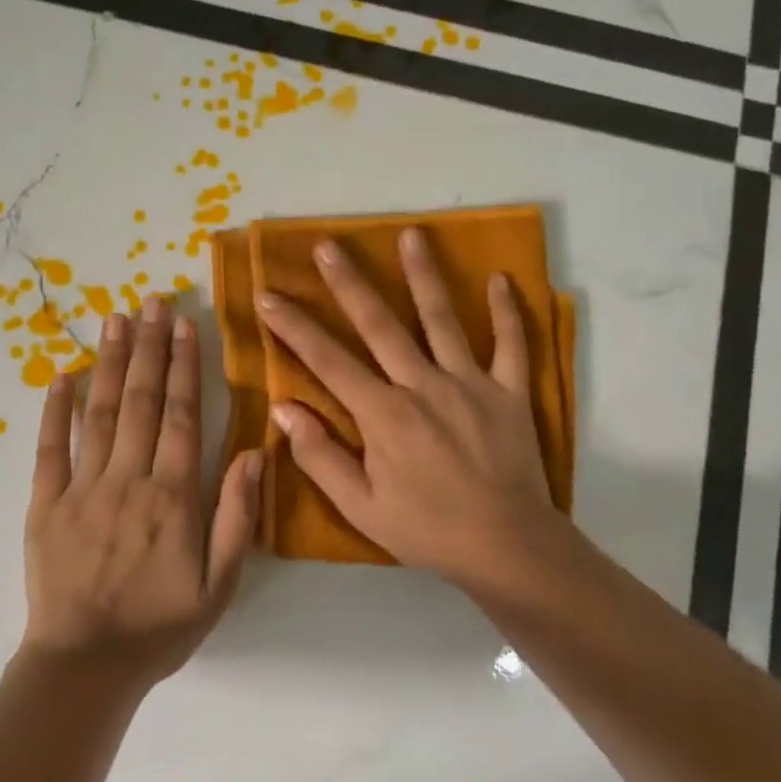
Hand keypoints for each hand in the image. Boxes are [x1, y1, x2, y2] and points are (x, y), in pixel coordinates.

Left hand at [21, 297, 260, 689]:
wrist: (84, 668)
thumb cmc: (160, 626)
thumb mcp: (220, 583)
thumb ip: (237, 515)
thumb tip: (252, 451)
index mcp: (172, 495)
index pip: (180, 414)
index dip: (184, 365)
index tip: (185, 324)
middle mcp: (128, 479)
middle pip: (140, 400)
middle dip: (148, 346)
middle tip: (151, 301)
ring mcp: (82, 488)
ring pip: (99, 412)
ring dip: (108, 362)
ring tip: (115, 318)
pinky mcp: (45, 504)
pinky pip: (50, 449)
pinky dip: (55, 410)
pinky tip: (60, 374)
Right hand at [257, 229, 563, 586]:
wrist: (507, 547)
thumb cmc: (426, 529)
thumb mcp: (361, 507)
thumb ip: (320, 457)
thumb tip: (283, 409)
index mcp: (384, 414)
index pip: (329, 361)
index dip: (295, 327)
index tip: (269, 295)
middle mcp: (423, 386)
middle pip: (380, 325)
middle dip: (348, 284)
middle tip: (327, 246)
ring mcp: (470, 383)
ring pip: (443, 320)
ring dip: (424, 276)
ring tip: (412, 235)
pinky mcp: (509, 392)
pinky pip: (511, 345)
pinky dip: (509, 312)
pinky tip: (501, 278)